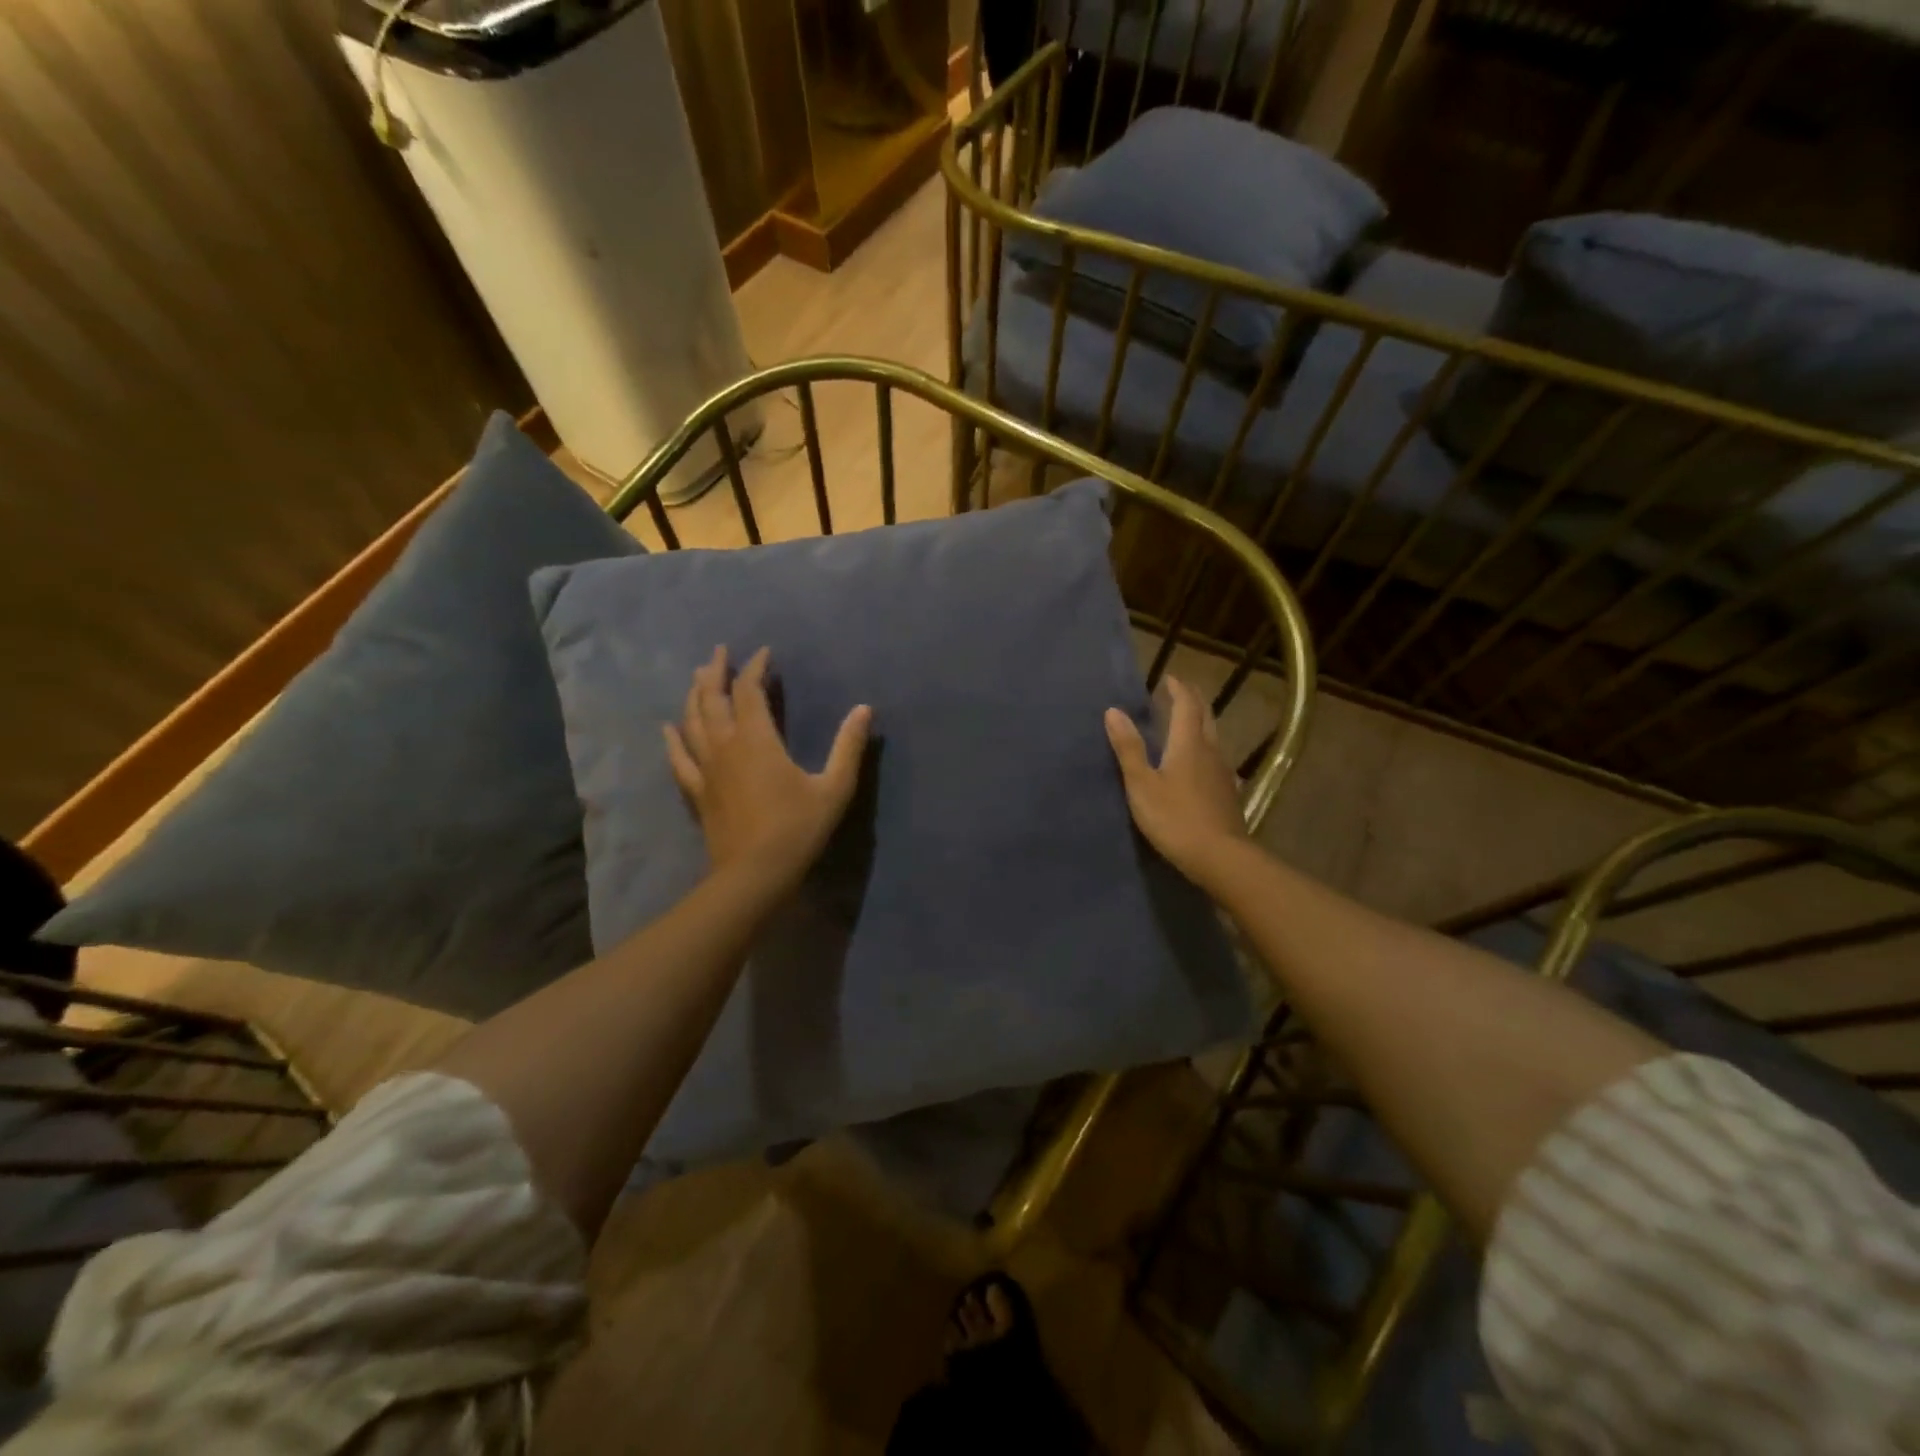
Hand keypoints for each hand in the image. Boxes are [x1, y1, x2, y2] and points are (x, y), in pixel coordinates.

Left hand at [664, 646, 872, 891]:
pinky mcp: (697, 791)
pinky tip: (669, 728)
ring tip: (697, 677)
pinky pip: (679, 758)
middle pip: (712, 698)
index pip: (749, 690)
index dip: (755, 668)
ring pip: (692, 721)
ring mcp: (706, 768)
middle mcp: (725, 745)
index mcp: (757, 739)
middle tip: (720, 652)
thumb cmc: (798, 828)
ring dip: (695, 695)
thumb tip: (865, 709)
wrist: (754, 874)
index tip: (764, 653)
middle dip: (716, 671)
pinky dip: (674, 739)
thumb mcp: (834, 787)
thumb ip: (848, 746)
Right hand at [1105, 676, 1246, 888]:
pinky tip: (1200, 764)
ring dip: (1200, 725)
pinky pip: (1216, 760)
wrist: (1220, 857)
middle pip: (1205, 717)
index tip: (1169, 678)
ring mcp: (1223, 773)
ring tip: (1184, 724)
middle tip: (1179, 693)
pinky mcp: (1228, 794)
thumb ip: (1129, 748)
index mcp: (1189, 744)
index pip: (1187, 705)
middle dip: (1193, 701)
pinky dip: (1205, 750)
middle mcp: (1210, 751)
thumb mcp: (1142, 784)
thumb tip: (1113, 711)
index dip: (1178, 689)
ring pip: (1213, 738)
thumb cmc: (1175, 818)